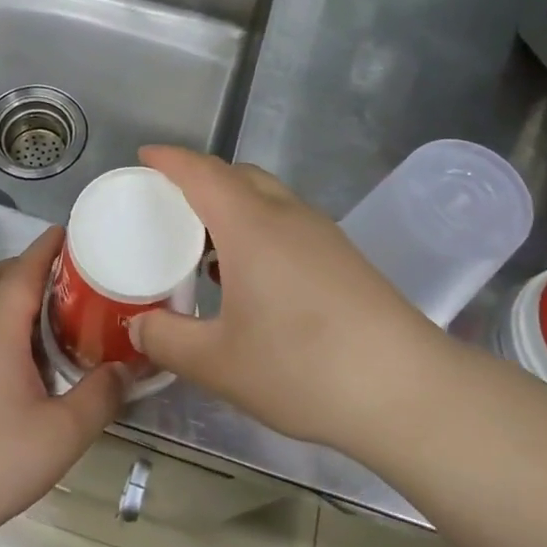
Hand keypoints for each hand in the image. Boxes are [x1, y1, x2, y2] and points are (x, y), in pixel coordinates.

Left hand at [0, 228, 126, 544]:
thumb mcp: (63, 433)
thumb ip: (101, 396)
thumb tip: (129, 368)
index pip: (21, 272)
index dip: (45, 247)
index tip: (71, 230)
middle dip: (26, 262)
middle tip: (65, 270)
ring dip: (9, 288)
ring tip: (50, 305)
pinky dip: (0, 316)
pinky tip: (26, 350)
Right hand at [131, 146, 445, 449]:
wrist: (407, 390)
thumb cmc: (303, 368)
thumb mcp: (218, 363)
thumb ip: (168, 341)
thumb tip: (139, 327)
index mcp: (250, 226)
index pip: (202, 172)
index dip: (170, 159)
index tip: (145, 156)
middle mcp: (287, 215)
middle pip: (237, 176)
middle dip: (200, 179)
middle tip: (169, 206)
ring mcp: (322, 234)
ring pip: (267, 197)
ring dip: (232, 205)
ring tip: (204, 245)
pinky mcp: (344, 257)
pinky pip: (288, 222)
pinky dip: (258, 228)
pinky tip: (251, 277)